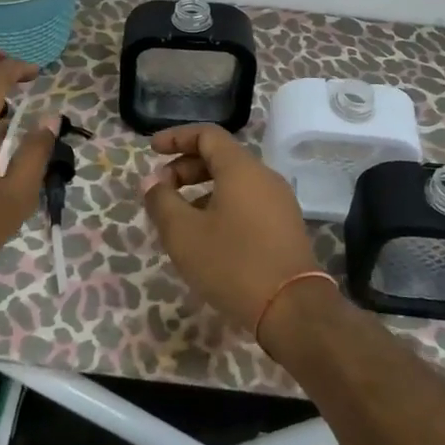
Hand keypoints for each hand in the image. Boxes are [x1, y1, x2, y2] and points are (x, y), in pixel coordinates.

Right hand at [141, 125, 322, 334]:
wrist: (292, 309)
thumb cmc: (233, 264)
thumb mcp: (184, 234)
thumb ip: (162, 202)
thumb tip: (151, 181)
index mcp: (241, 168)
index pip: (207, 135)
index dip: (177, 138)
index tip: (152, 150)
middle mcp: (264, 176)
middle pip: (220, 157)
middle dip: (185, 168)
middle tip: (160, 190)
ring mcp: (279, 201)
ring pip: (234, 182)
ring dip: (202, 190)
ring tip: (178, 218)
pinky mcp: (285, 226)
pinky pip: (247, 202)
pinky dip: (221, 206)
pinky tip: (207, 236)